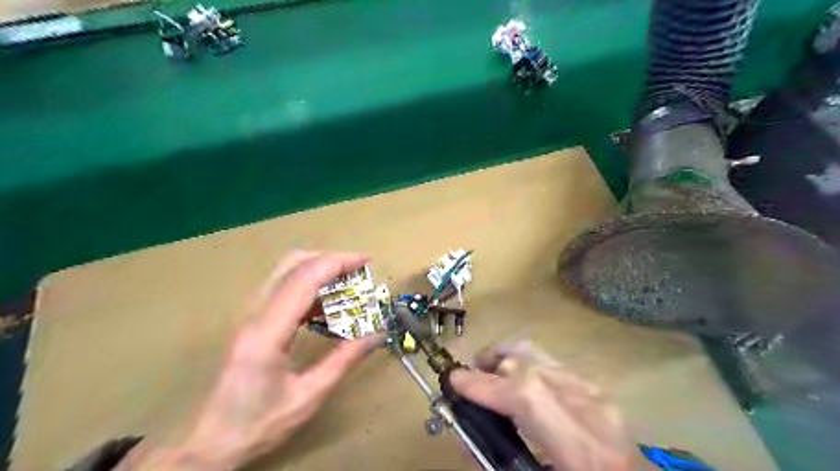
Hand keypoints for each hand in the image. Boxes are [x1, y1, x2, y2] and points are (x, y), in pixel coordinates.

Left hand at [115, 252, 383, 469]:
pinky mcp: (251, 319)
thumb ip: (345, 360)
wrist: (206, 441)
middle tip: (358, 271)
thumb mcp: (308, 396)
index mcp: (268, 331)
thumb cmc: (257, 423)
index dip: (338, 262)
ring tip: (348, 286)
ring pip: (286, 271)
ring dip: (319, 270)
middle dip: (330, 259)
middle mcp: (254, 313)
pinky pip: (283, 287)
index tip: (366, 261)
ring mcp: (249, 313)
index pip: (305, 278)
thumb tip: (377, 335)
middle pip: (293, 263)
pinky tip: (326, 306)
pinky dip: (309, 285)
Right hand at [453, 340, 637, 470]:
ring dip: (505, 360)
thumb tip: (461, 428)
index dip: (484, 384)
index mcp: (582, 449)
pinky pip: (549, 364)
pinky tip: (517, 384)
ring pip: (539, 354)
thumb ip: (492, 460)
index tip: (454, 381)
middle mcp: (594, 410)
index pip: (526, 396)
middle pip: (530, 363)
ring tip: (488, 375)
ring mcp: (598, 394)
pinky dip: (524, 367)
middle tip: (469, 378)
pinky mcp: (598, 389)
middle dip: (490, 363)